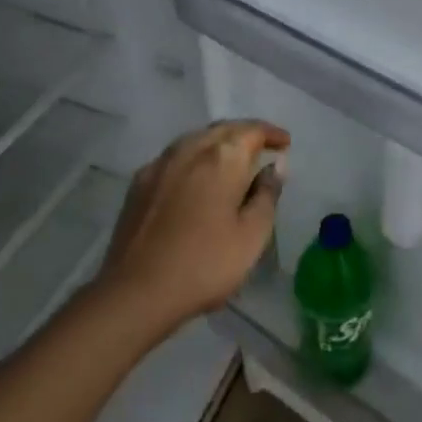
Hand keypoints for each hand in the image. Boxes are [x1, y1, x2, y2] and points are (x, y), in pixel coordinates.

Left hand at [94, 121, 289, 339]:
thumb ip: (267, 194)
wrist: (135, 292)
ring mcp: (160, 164)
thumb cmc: (205, 264)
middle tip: (263, 148)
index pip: (252, 130)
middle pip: (223, 129)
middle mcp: (190, 149)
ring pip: (196, 139)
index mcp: (223, 157)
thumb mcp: (252, 234)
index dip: (272, 133)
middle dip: (246, 134)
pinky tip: (196, 177)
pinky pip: (175, 157)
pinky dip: (194, 157)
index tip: (285, 144)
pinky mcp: (139, 182)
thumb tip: (275, 165)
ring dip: (218, 142)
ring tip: (232, 160)